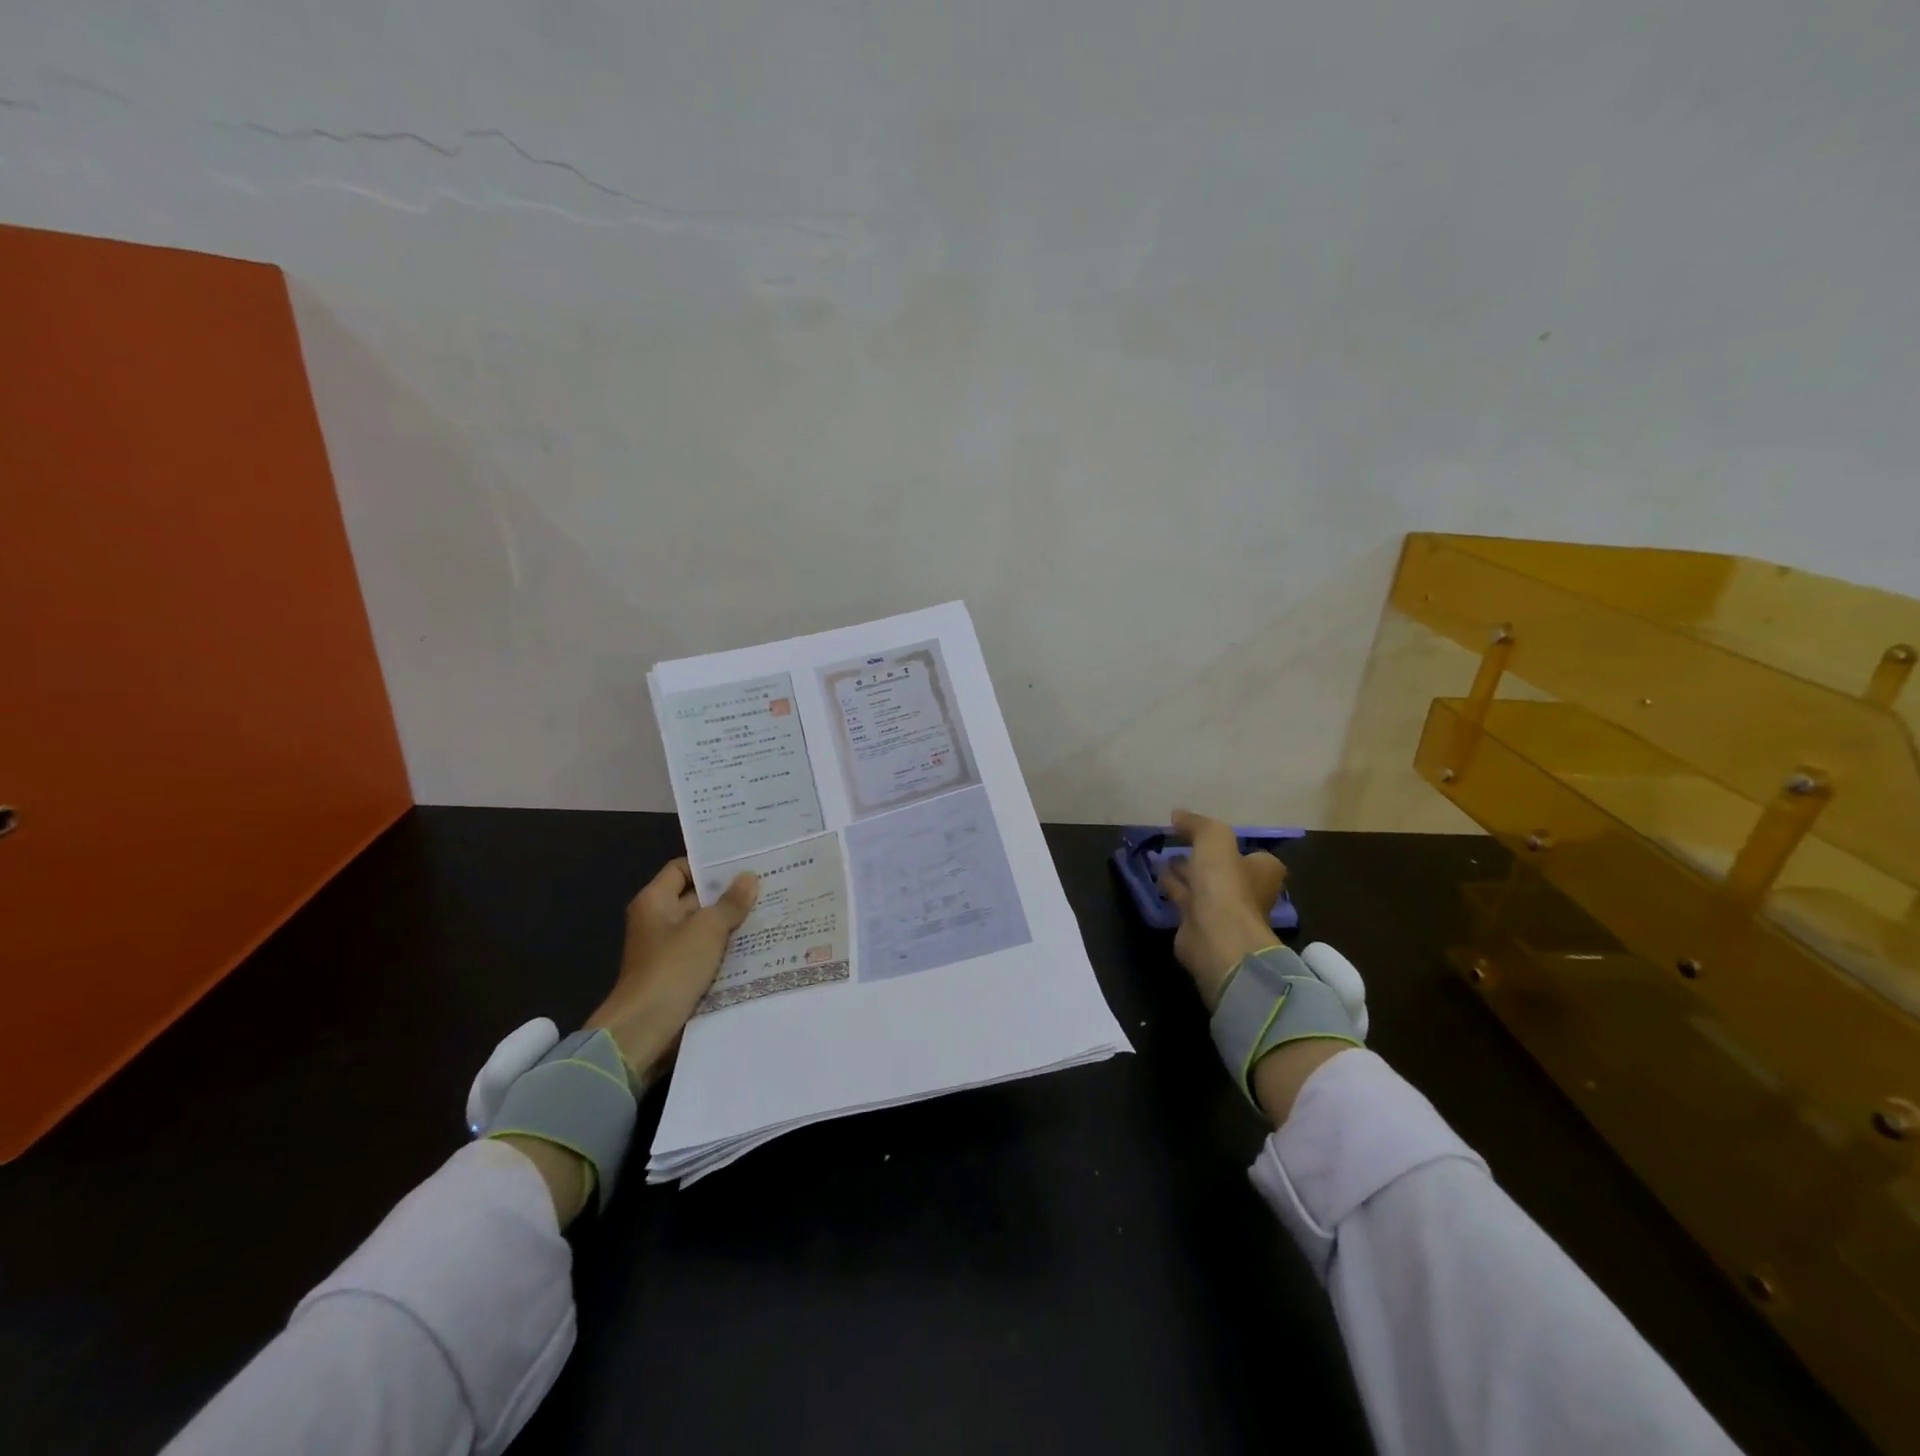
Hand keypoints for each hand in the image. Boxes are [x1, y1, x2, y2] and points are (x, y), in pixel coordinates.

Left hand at [584, 859, 758, 1087]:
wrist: (643, 1030)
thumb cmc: (671, 969)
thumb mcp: (707, 930)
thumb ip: (730, 903)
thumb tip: (749, 877)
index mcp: (654, 902)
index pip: (682, 869)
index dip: (709, 865)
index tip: (742, 863)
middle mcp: (658, 921)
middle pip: (696, 898)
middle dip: (728, 894)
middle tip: (767, 885)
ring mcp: (667, 950)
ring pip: (704, 927)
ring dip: (731, 923)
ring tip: (769, 912)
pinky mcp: (678, 974)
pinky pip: (706, 952)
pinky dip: (726, 949)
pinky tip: (757, 945)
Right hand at [1156, 810, 1285, 1010]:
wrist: (1216, 937)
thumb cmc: (1225, 884)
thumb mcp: (1214, 838)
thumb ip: (1197, 824)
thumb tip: (1177, 815)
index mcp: (1262, 871)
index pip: (1252, 855)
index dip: (1232, 845)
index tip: (1208, 835)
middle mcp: (1246, 891)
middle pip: (1224, 870)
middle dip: (1204, 858)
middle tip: (1179, 841)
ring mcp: (1223, 911)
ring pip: (1201, 885)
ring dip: (1184, 871)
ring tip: (1161, 856)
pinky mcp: (1199, 925)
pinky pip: (1183, 900)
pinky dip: (1172, 888)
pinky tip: (1156, 876)